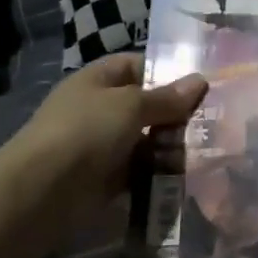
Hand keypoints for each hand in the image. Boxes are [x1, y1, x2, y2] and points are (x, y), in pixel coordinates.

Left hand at [15, 54, 207, 217]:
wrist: (43, 191)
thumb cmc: (87, 130)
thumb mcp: (131, 105)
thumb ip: (166, 98)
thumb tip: (200, 81)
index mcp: (97, 80)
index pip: (135, 66)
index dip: (165, 71)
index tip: (199, 84)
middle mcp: (98, 109)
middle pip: (143, 105)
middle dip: (174, 113)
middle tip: (214, 120)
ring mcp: (100, 145)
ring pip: (143, 140)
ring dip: (169, 145)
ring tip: (208, 149)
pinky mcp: (104, 179)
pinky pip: (138, 171)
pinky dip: (157, 173)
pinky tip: (186, 175)